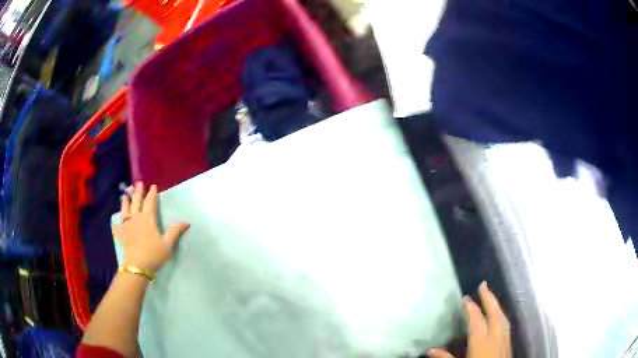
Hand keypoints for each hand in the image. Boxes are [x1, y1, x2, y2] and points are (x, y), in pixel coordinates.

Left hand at [113, 182, 189, 272]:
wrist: (137, 266)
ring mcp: (127, 225)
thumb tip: (186, 222)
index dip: (152, 194)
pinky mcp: (122, 234)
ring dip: (126, 202)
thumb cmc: (154, 254)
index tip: (153, 186)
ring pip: (125, 210)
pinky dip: (117, 223)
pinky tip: (115, 222)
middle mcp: (136, 218)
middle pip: (136, 202)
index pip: (150, 202)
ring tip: (125, 196)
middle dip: (138, 192)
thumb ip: (175, 231)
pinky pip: (118, 226)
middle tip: (138, 183)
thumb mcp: (168, 244)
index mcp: (148, 218)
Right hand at [428, 282, 510, 357]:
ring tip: (491, 297)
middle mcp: (495, 337)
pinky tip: (500, 316)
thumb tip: (430, 350)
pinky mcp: (509, 344)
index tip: (465, 298)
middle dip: (488, 298)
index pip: (476, 320)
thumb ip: (445, 357)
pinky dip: (502, 316)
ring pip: (502, 317)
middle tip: (483, 285)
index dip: (471, 307)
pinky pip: (507, 325)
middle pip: (494, 313)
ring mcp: (504, 339)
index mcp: (481, 342)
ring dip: (497, 305)